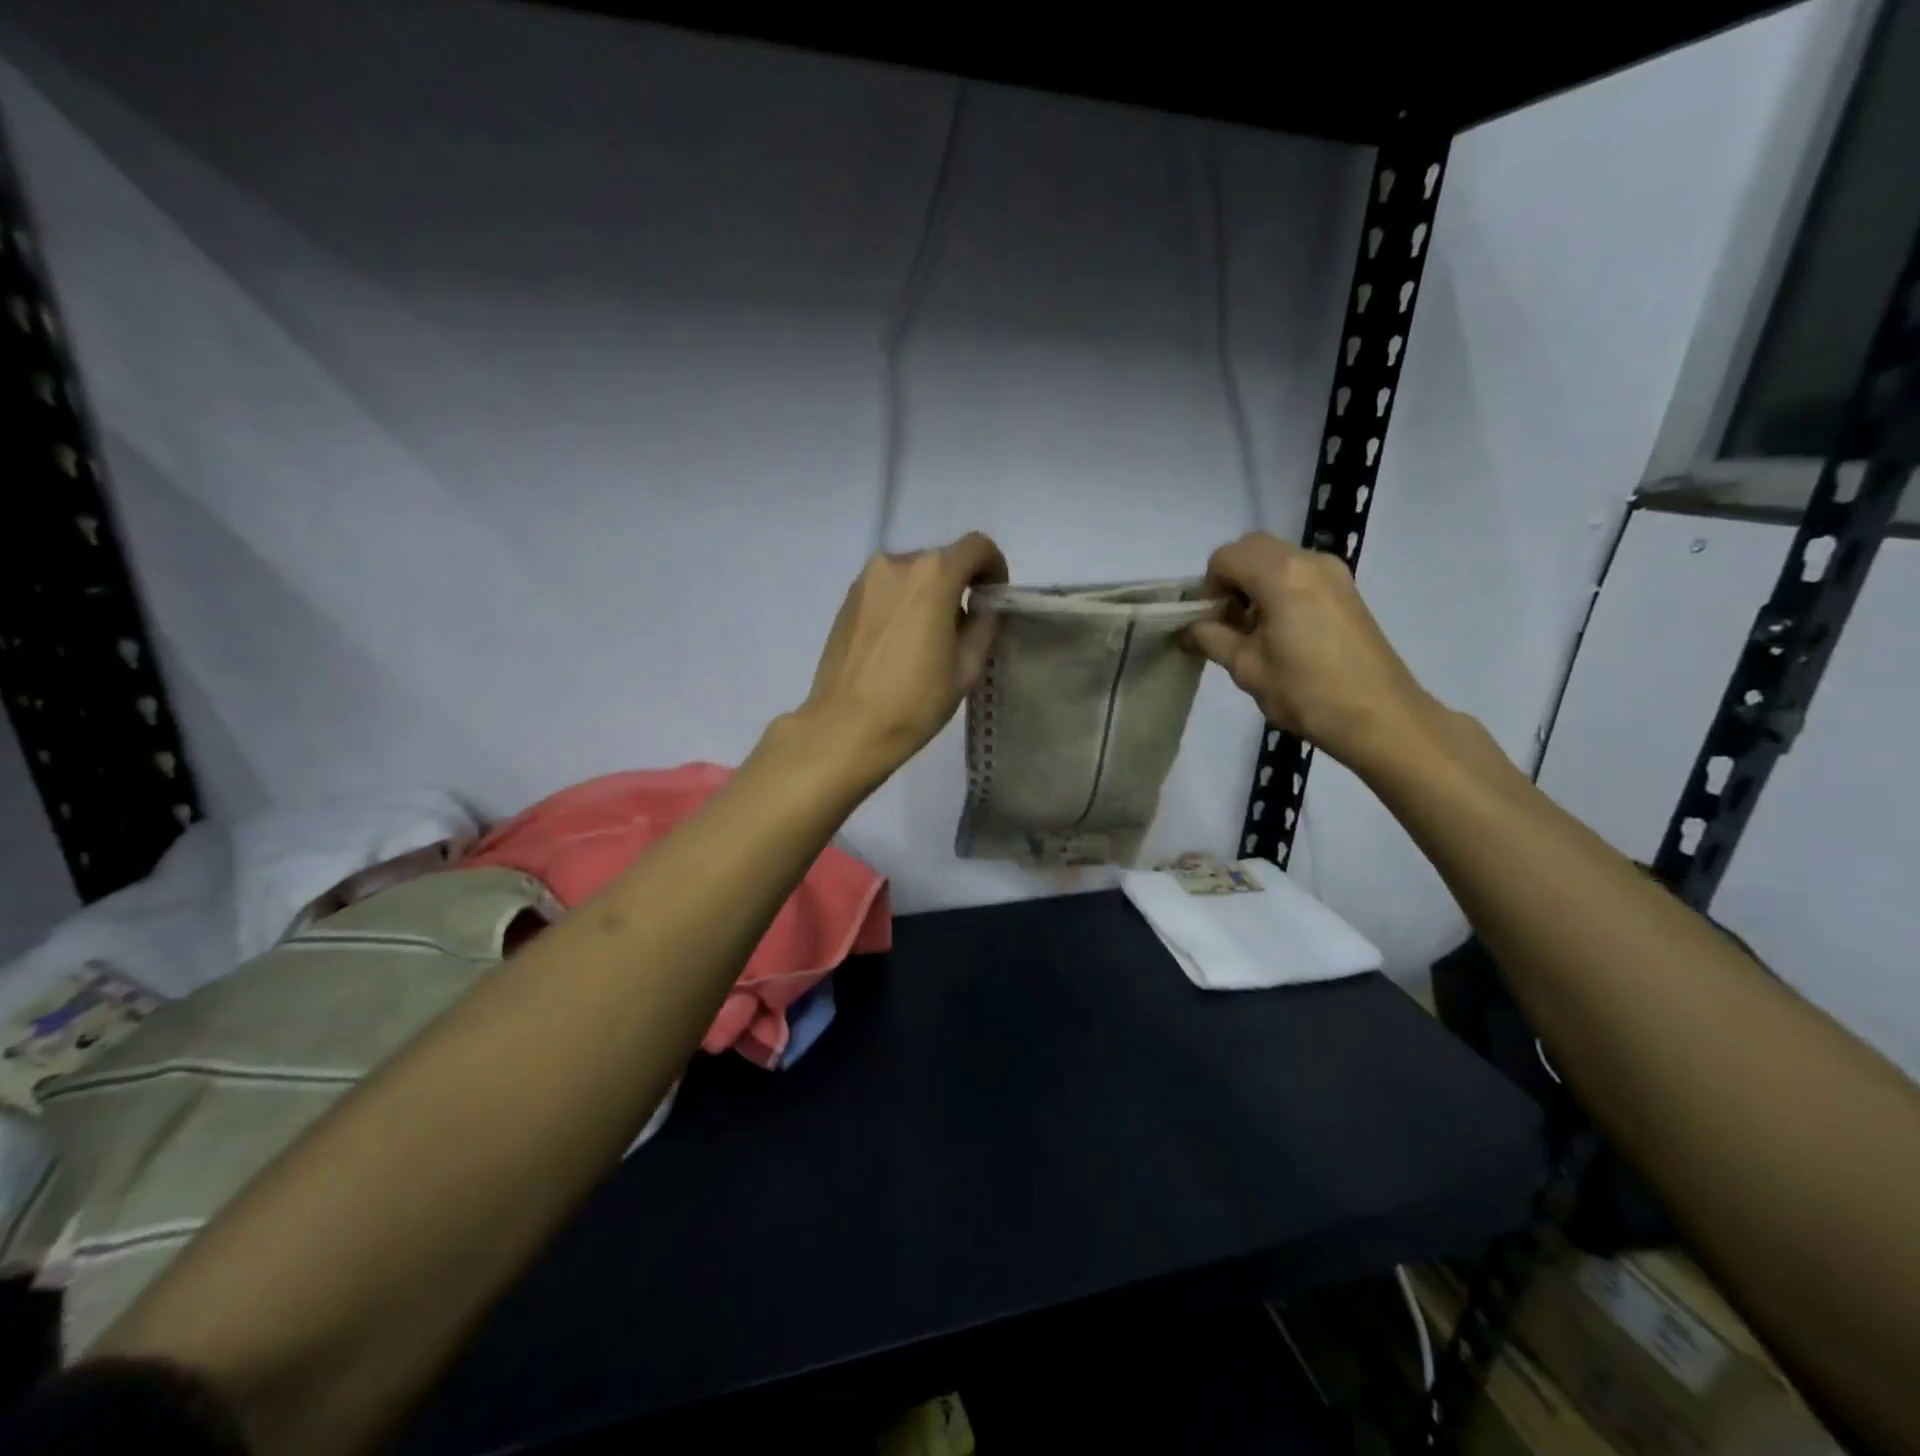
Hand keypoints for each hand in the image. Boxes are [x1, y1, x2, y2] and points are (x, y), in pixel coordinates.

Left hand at [796, 532, 1007, 783]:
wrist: (846, 727)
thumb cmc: (914, 701)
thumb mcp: (966, 668)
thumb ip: (982, 625)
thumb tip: (979, 607)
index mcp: (933, 575)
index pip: (977, 547)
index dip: (994, 567)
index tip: (993, 597)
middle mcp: (896, 563)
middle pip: (941, 560)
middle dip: (958, 585)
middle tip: (961, 628)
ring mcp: (866, 580)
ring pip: (912, 575)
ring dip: (928, 595)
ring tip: (927, 639)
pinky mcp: (847, 599)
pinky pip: (887, 590)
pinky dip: (901, 604)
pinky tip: (899, 644)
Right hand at [1189, 532, 1437, 769]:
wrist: (1379, 717)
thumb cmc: (1305, 692)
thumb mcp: (1246, 668)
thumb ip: (1212, 638)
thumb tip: (1191, 629)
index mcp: (1280, 574)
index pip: (1224, 557)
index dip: (1209, 588)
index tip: (1212, 624)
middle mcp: (1308, 560)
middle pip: (1252, 548)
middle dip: (1231, 579)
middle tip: (1230, 623)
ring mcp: (1333, 573)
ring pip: (1277, 559)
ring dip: (1255, 585)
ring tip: (1255, 632)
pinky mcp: (1347, 590)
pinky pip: (1300, 573)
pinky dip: (1279, 590)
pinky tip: (1282, 633)